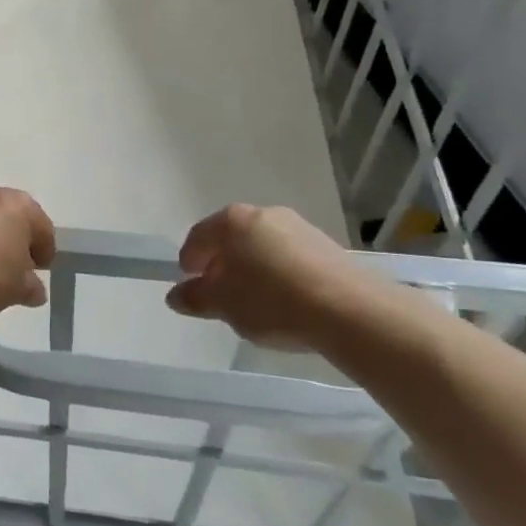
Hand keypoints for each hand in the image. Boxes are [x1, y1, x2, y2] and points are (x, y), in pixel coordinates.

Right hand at [165, 204, 364, 350]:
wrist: (350, 310)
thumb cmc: (272, 301)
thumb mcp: (223, 305)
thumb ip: (195, 298)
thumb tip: (176, 295)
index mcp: (232, 221)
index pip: (198, 236)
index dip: (189, 260)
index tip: (190, 283)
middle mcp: (264, 214)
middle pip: (232, 238)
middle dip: (222, 263)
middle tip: (220, 293)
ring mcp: (299, 227)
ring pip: (262, 247)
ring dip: (253, 268)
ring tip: (255, 302)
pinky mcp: (327, 247)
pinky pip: (290, 257)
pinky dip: (280, 274)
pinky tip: (286, 301)